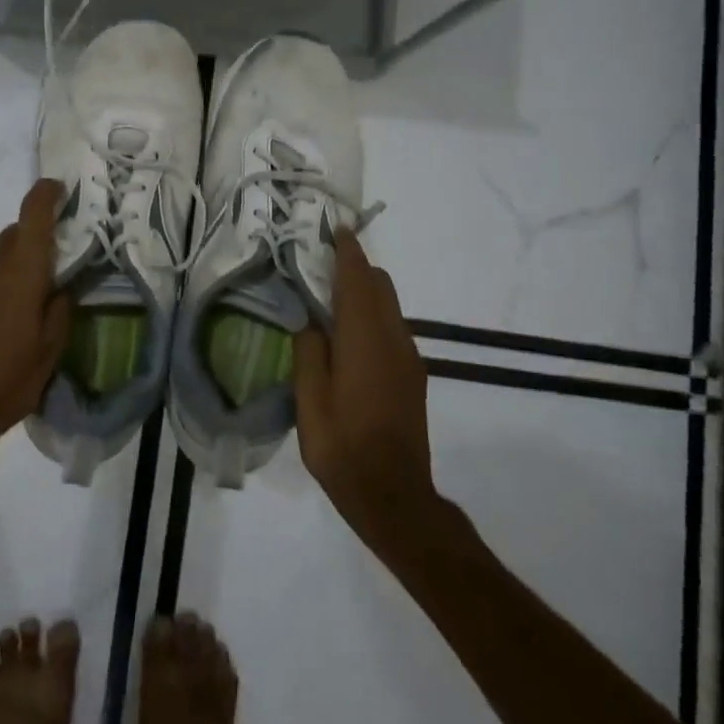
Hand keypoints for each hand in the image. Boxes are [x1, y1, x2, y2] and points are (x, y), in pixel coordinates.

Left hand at [0, 180, 72, 465]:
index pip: (33, 216)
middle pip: (14, 235)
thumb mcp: (49, 354)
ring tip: (19, 303)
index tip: (60, 189)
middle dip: (34, 242)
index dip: (47, 194)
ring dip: (10, 266)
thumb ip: (59, 311)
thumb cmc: (5, 385)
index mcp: (20, 275)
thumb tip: (60, 288)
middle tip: (50, 270)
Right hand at [293, 232, 436, 547]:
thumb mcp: (310, 402)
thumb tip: (311, 323)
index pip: (357, 280)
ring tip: (332, 300)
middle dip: (356, 267)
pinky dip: (373, 315)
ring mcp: (408, 358)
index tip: (336, 228)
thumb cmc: (343, 447)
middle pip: (380, 286)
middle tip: (323, 265)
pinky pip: (393, 329)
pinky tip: (350, 337)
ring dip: (365, 292)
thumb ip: (309, 354)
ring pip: (389, 307)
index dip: (347, 251)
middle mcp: (393, 340)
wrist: (395, 495)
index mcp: (364, 340)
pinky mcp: (413, 376)